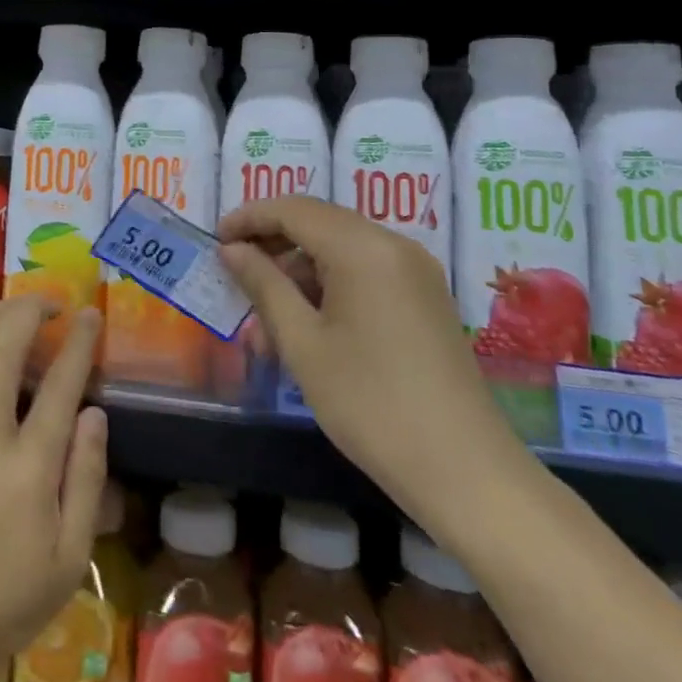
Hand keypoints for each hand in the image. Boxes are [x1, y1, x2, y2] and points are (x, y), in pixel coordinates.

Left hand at [0, 298, 107, 681]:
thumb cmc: (4, 602)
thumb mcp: (69, 559)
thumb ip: (86, 479)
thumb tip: (94, 414)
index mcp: (28, 472)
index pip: (60, 386)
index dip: (78, 343)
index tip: (89, 317)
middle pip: (4, 350)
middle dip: (30, 313)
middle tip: (50, 303)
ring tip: (14, 309)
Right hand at [216, 196, 528, 524]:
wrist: (466, 473)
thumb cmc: (371, 404)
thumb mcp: (303, 344)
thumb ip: (264, 285)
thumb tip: (231, 249)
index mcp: (363, 247)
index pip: (293, 209)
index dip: (249, 217)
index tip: (216, 240)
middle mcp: (393, 245)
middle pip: (319, 222)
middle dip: (273, 242)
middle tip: (236, 274)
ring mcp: (416, 271)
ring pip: (341, 248)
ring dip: (299, 269)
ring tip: (267, 318)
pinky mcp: (425, 297)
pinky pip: (365, 270)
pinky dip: (330, 284)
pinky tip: (308, 324)